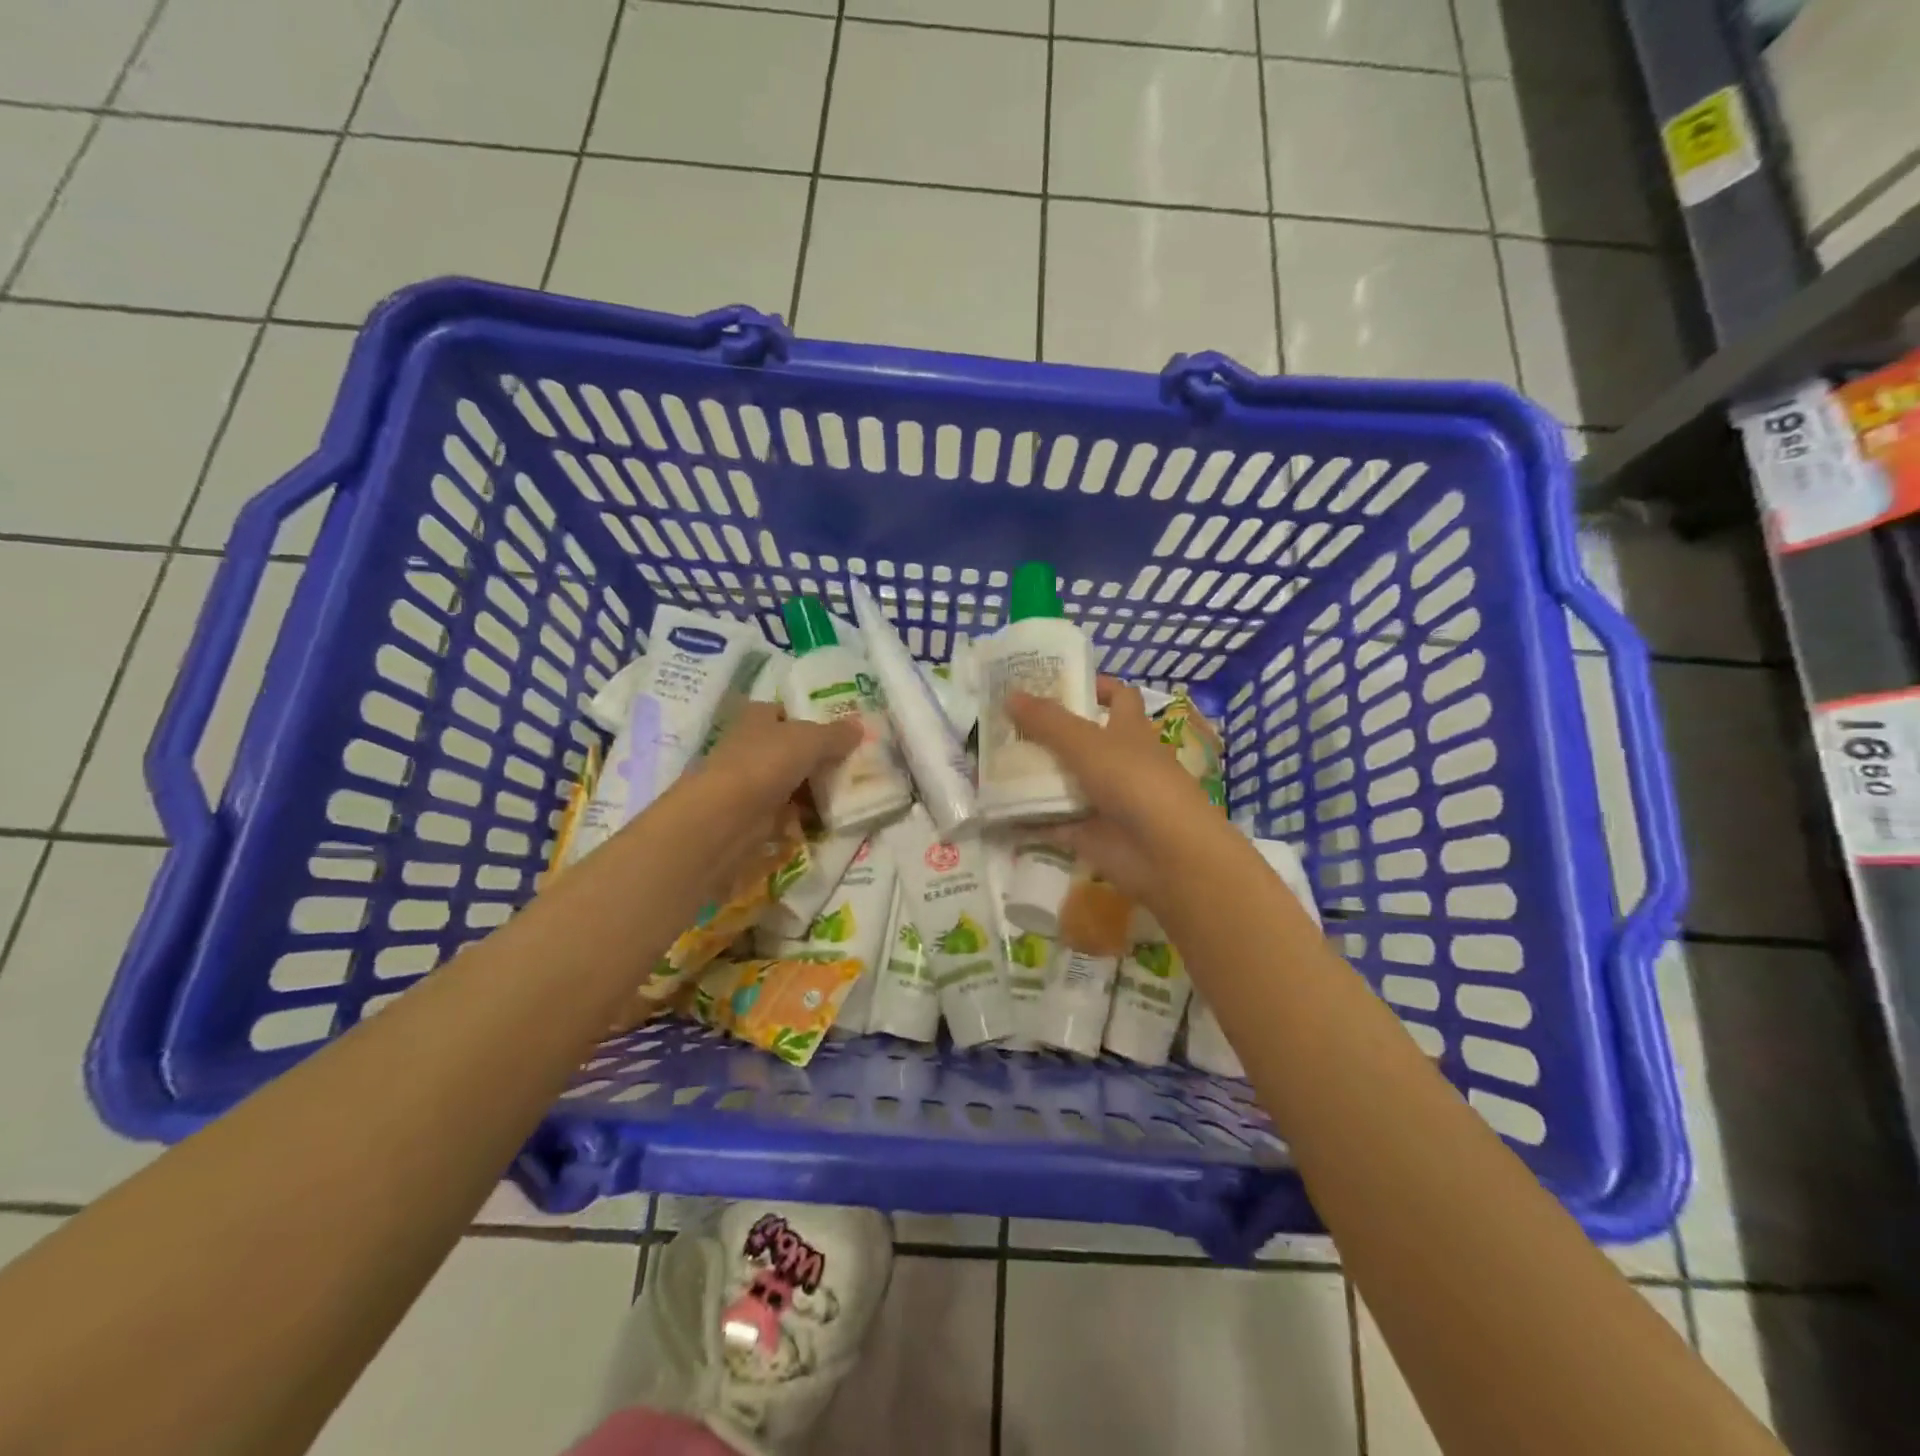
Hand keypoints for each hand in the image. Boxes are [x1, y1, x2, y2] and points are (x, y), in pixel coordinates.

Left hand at [693, 700, 861, 822]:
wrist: (728, 815)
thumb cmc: (767, 762)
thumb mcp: (811, 740)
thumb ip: (836, 734)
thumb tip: (859, 726)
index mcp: (757, 716)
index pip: (785, 712)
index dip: (811, 719)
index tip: (841, 732)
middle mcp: (750, 744)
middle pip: (790, 748)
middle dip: (818, 757)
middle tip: (852, 764)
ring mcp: (750, 780)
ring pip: (790, 780)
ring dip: (813, 788)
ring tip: (847, 792)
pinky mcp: (753, 813)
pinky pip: (786, 810)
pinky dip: (804, 815)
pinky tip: (828, 817)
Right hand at [1006, 678, 1227, 904]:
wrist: (1165, 853)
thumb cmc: (1134, 781)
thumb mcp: (1087, 743)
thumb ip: (1047, 721)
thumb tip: (1009, 694)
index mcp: (1128, 730)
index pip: (1116, 697)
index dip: (1092, 686)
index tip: (1052, 683)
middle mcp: (1117, 762)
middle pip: (1078, 740)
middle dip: (1044, 733)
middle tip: (1001, 724)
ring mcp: (1102, 800)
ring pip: (1062, 782)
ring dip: (1031, 776)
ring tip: (987, 763)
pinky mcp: (1087, 834)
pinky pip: (1050, 823)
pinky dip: (1026, 819)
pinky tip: (993, 810)